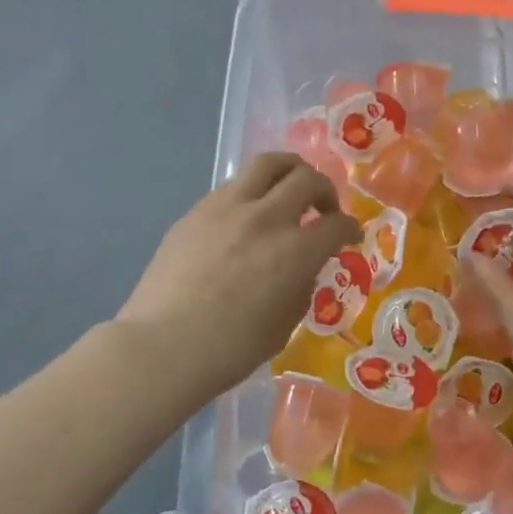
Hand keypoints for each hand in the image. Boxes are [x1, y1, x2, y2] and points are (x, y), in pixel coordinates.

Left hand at [117, 154, 359, 399]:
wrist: (163, 347)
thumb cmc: (230, 349)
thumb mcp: (284, 325)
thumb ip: (300, 287)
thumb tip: (300, 269)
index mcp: (295, 251)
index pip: (336, 224)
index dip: (350, 228)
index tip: (349, 236)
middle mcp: (265, 218)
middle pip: (306, 178)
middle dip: (325, 190)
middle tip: (323, 209)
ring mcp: (226, 208)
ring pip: (267, 164)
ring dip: (288, 172)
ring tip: (289, 190)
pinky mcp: (196, 212)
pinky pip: (233, 186)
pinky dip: (252, 193)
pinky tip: (246, 218)